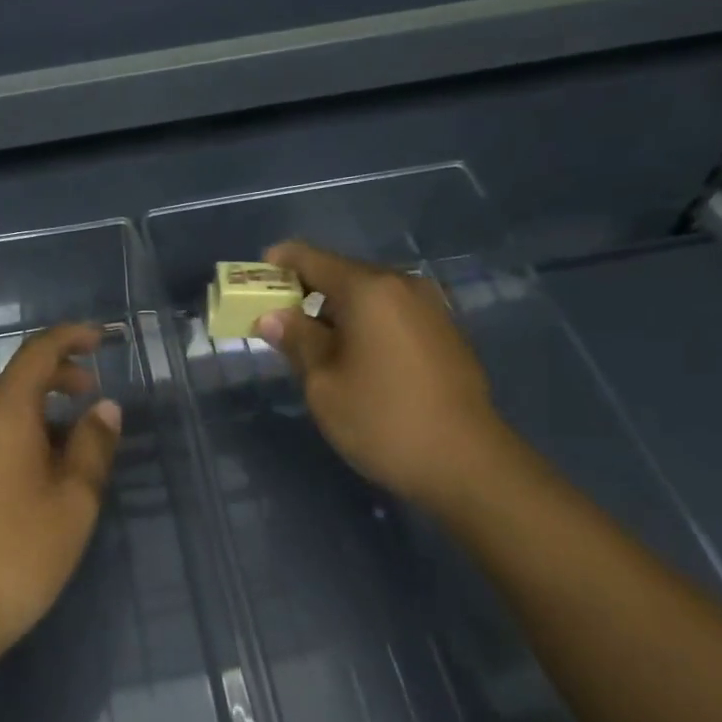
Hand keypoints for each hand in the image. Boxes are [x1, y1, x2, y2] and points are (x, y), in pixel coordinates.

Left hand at [0, 324, 122, 674]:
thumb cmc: (17, 554)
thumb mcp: (74, 500)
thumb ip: (94, 445)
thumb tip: (105, 407)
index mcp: (2, 412)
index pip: (38, 352)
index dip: (72, 337)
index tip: (102, 339)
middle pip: (16, 380)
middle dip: (58, 379)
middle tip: (93, 397)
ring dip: (37, 414)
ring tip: (70, 448)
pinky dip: (13, 438)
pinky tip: (31, 478)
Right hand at [255, 241, 510, 511]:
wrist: (466, 462)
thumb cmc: (382, 420)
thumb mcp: (323, 383)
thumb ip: (297, 340)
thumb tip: (272, 316)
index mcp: (369, 290)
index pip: (312, 258)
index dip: (280, 263)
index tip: (255, 276)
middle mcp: (402, 285)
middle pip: (343, 273)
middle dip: (306, 289)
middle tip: (276, 316)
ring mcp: (430, 307)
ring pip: (369, 295)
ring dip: (336, 308)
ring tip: (311, 339)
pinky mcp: (445, 332)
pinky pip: (392, 312)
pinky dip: (365, 322)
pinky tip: (353, 353)